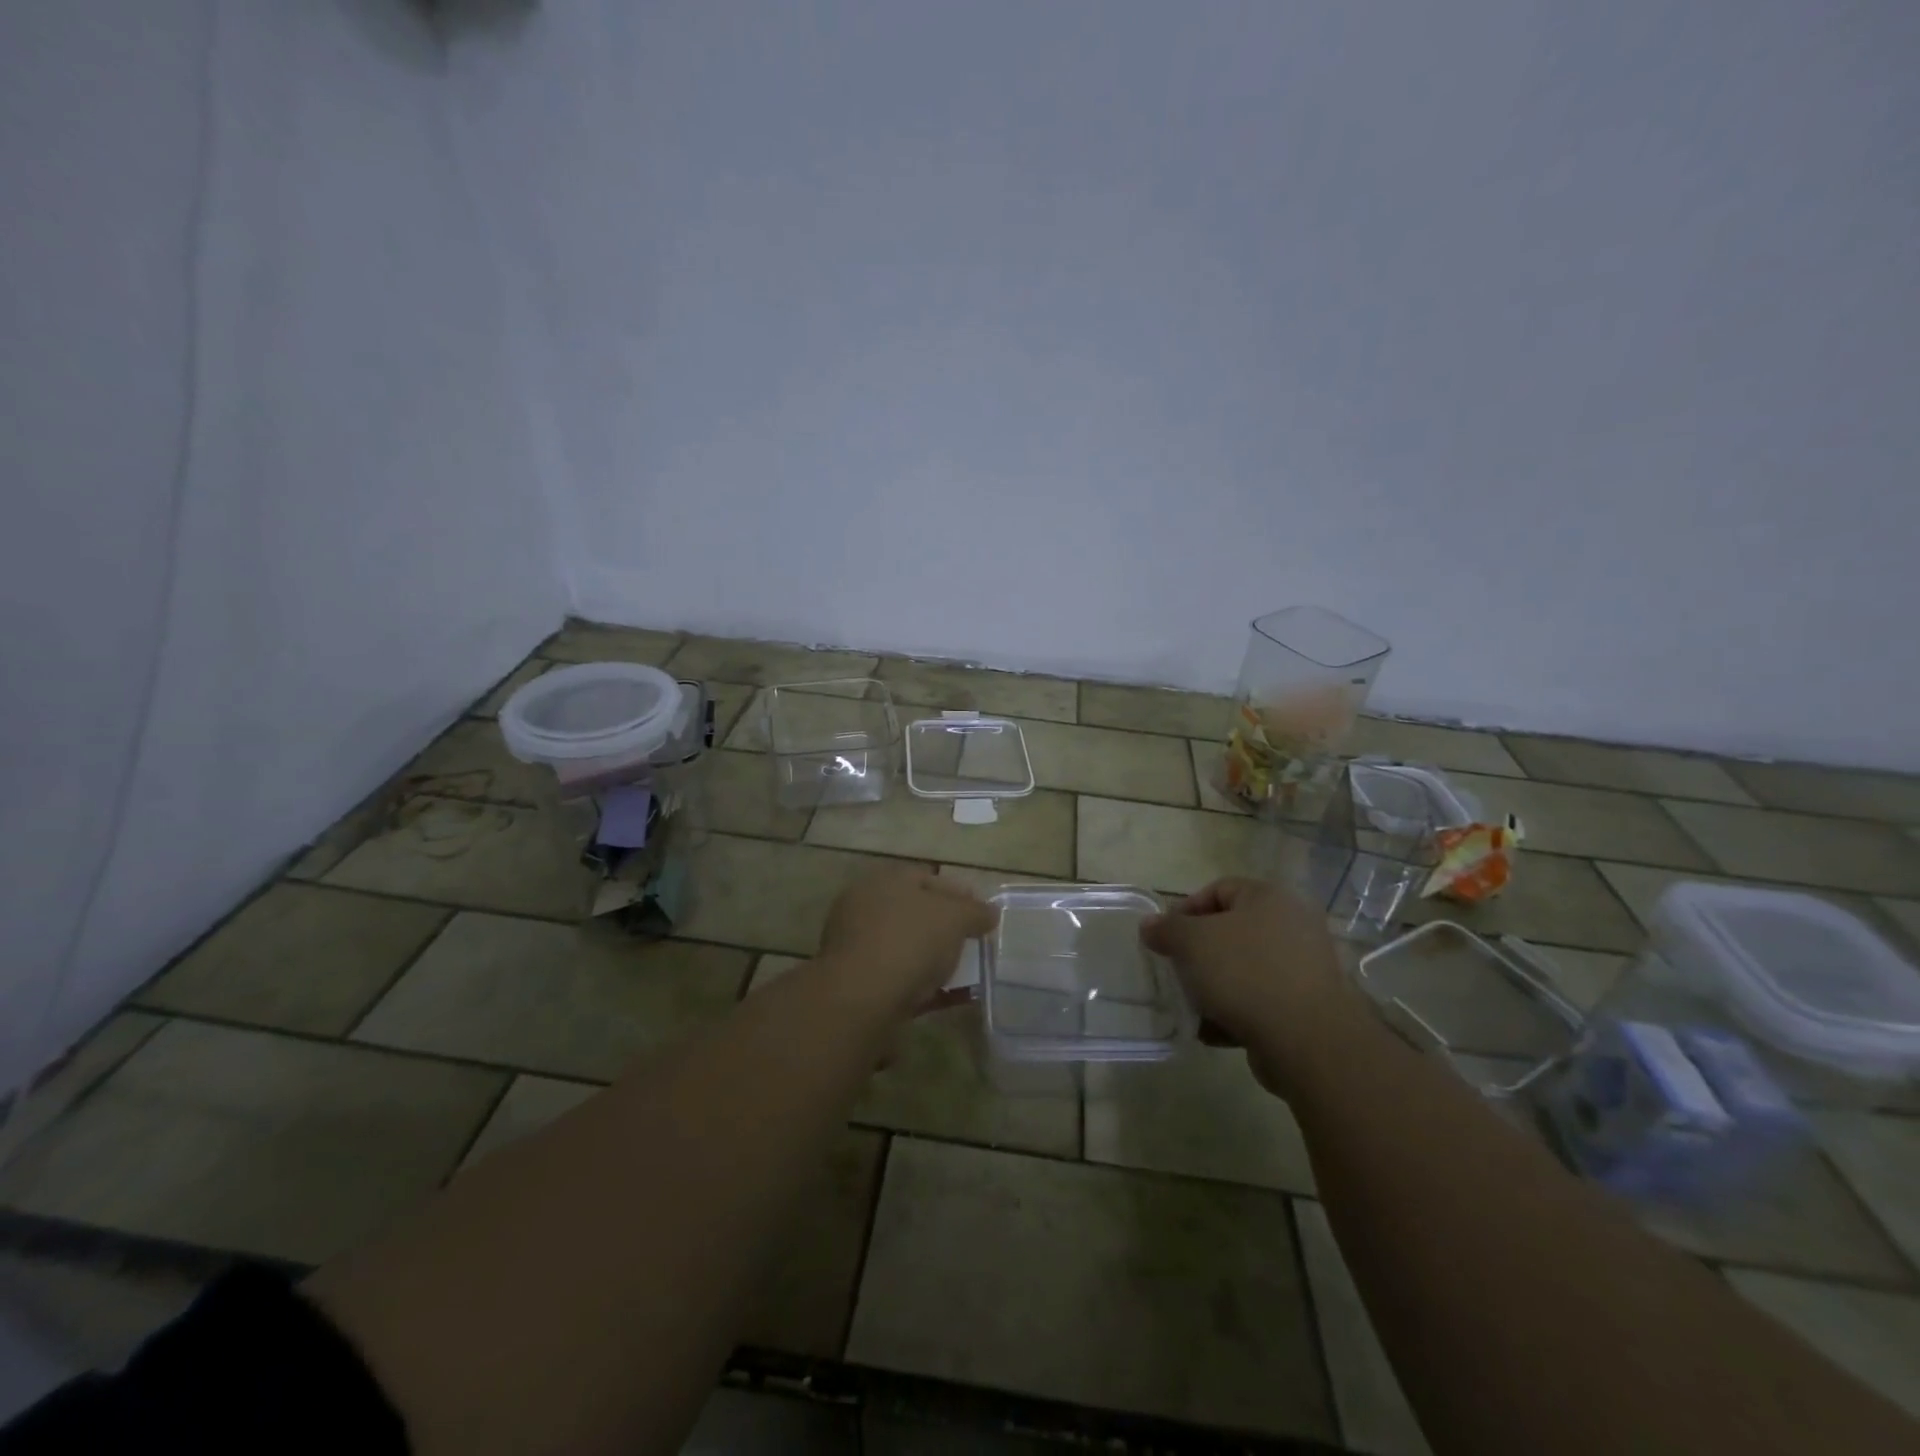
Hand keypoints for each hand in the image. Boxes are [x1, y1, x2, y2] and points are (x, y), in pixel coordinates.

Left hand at [817, 867, 997, 1017]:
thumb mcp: (954, 918)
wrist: (860, 1000)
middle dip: (945, 927)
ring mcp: (858, 947)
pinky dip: (926, 986)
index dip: (959, 893)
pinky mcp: (858, 984)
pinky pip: (901, 979)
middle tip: (973, 942)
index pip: (927, 878)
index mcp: (884, 881)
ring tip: (966, 973)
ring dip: (935, 958)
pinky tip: (951, 998)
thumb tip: (990, 912)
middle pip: (915, 913)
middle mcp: (865, 908)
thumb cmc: (908, 941)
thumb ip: (975, 912)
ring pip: (907, 947)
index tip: (982, 914)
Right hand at [1141, 878, 1363, 1093]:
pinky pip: (1261, 1001)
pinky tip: (1213, 1032)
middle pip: (1231, 932)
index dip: (1185, 910)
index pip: (1218, 889)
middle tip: (1176, 971)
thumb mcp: (1192, 942)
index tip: (1164, 938)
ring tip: (1192, 1006)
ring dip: (1215, 987)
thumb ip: (1166, 929)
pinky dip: (1236, 1013)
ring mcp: (1304, 967)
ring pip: (1244, 969)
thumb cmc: (1246, 973)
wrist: (1308, 1040)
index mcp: (1269, 897)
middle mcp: (1293, 925)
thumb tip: (1149, 925)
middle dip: (1199, 953)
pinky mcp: (1307, 1007)